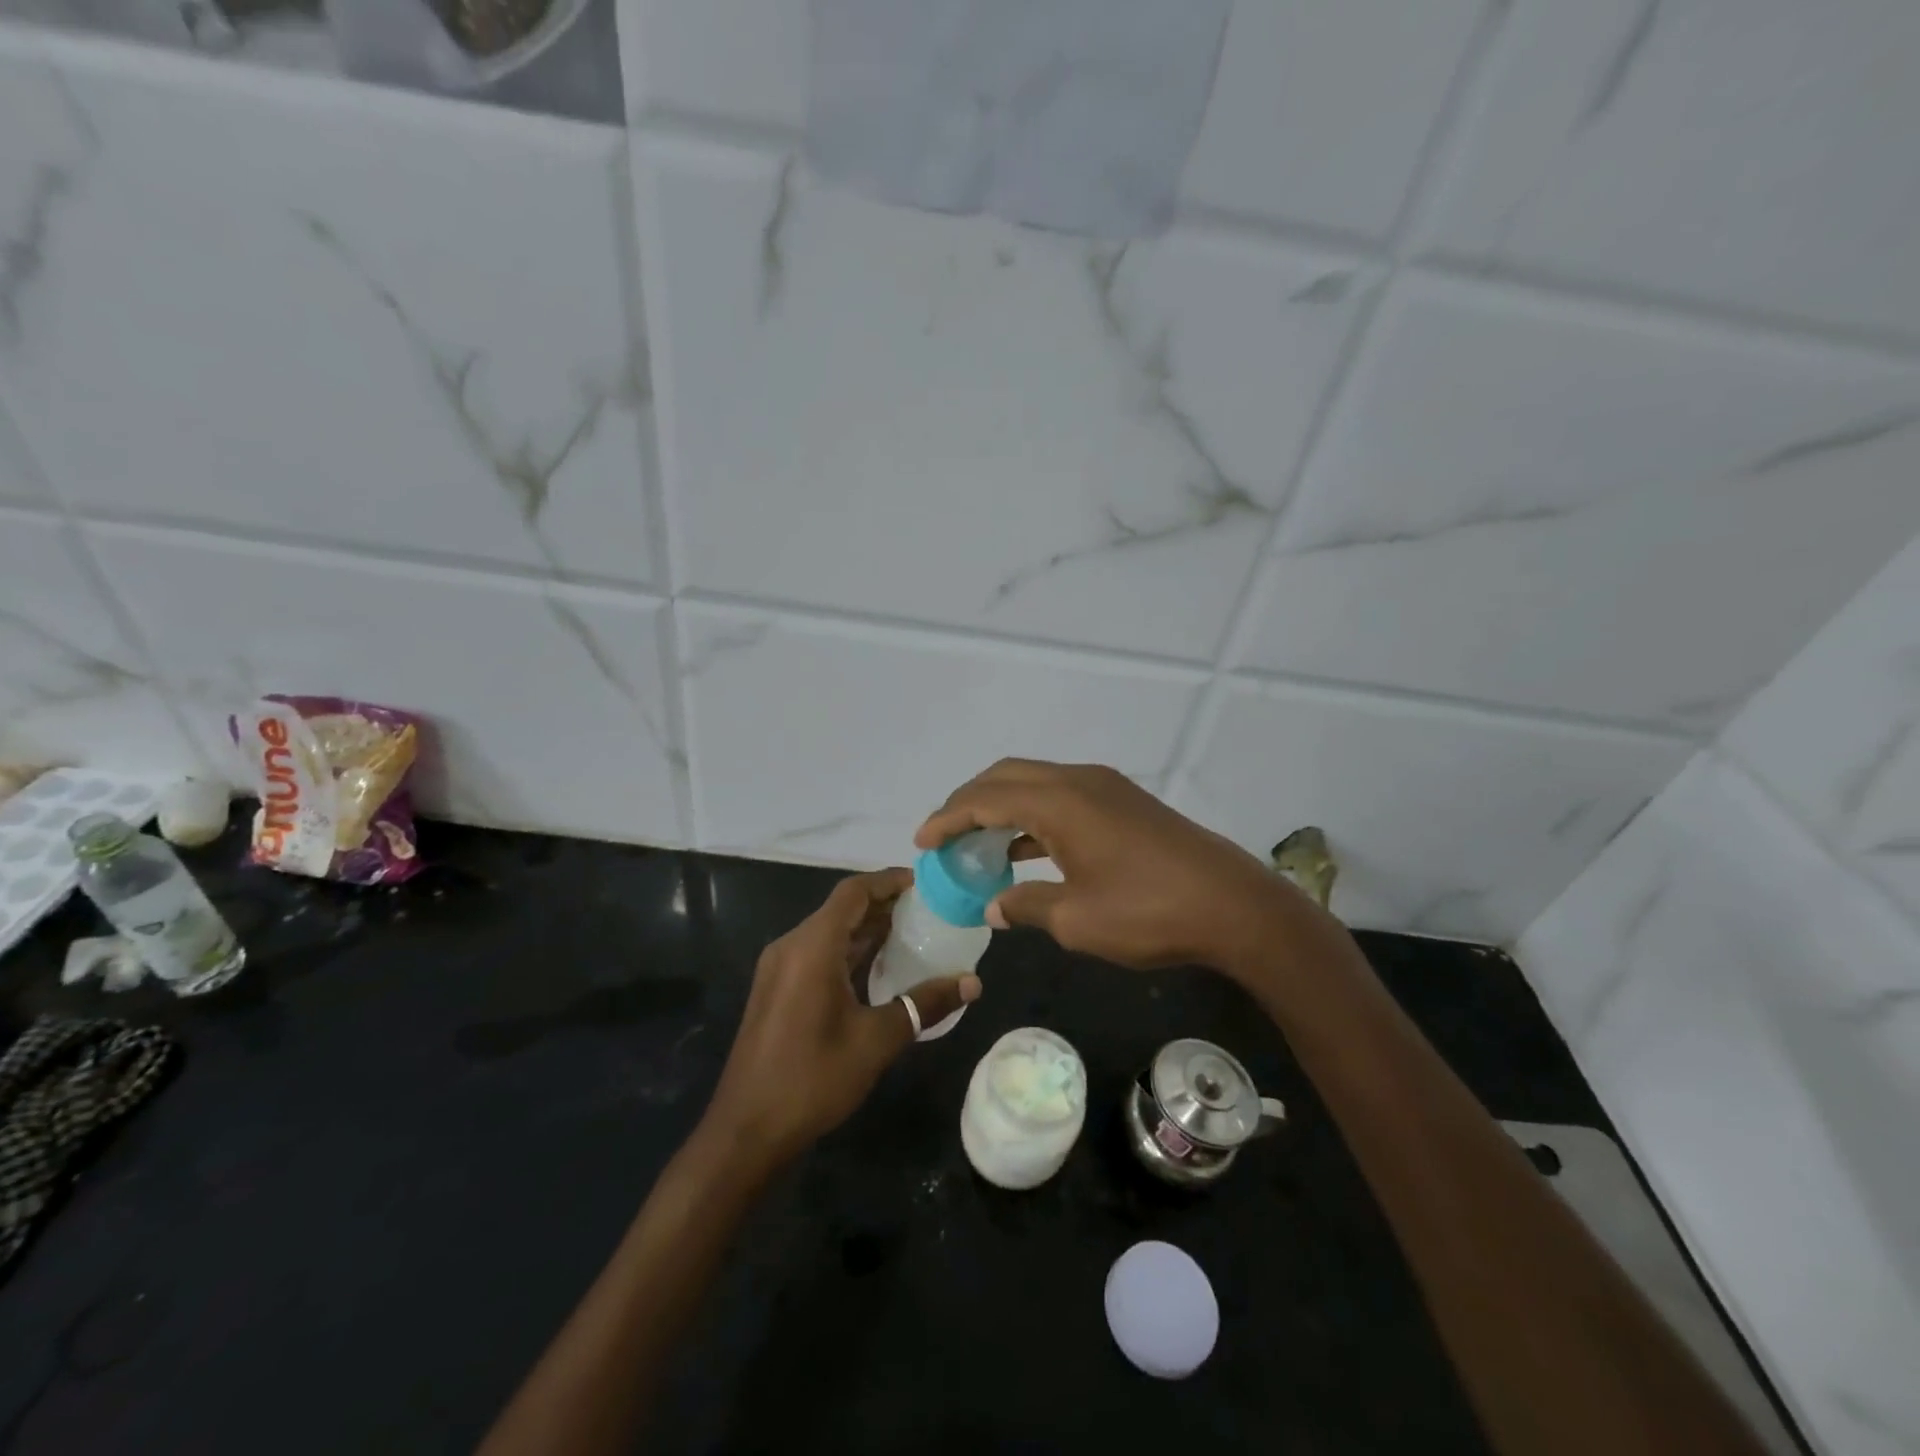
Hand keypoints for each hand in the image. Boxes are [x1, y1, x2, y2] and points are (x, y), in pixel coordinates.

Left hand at [700, 868, 980, 1170]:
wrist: (746, 1132)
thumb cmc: (812, 1079)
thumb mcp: (876, 1041)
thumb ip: (924, 1004)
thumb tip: (973, 983)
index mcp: (812, 946)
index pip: (854, 892)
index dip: (889, 881)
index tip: (926, 883)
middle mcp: (792, 946)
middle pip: (842, 909)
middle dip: (884, 904)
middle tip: (930, 910)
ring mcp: (780, 969)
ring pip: (830, 932)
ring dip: (868, 929)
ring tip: (915, 933)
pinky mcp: (778, 990)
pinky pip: (819, 954)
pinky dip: (850, 951)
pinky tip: (881, 968)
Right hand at [916, 759, 1316, 973]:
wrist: (1233, 906)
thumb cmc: (1149, 913)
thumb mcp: (1076, 920)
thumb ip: (1026, 905)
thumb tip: (995, 905)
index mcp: (1060, 802)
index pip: (985, 798)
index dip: (948, 817)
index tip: (922, 840)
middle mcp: (1078, 781)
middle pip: (1006, 776)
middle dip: (969, 801)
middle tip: (945, 835)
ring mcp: (1105, 788)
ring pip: (1036, 782)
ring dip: (1002, 805)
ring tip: (977, 841)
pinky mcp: (1124, 802)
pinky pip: (1062, 796)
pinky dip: (1033, 814)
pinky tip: (1024, 847)